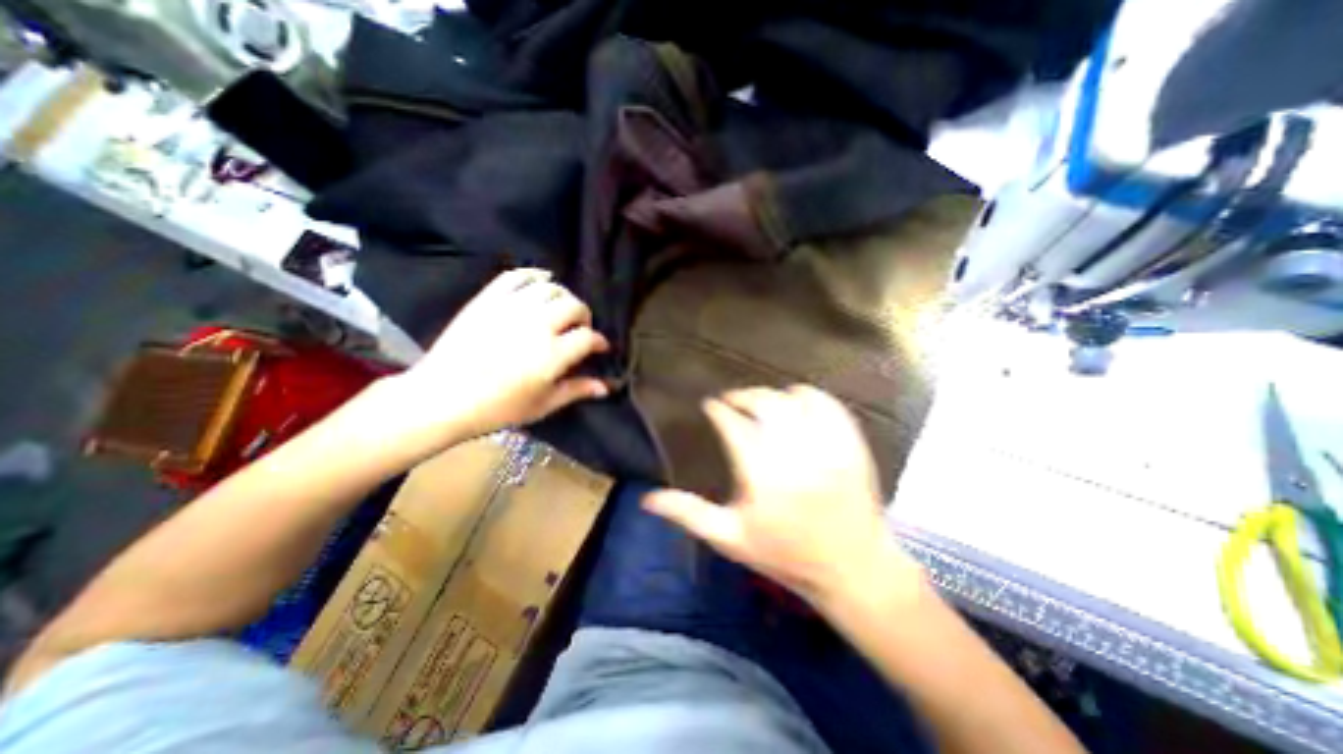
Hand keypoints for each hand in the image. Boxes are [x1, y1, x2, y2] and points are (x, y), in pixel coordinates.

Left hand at [385, 267, 611, 440]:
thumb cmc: (497, 408)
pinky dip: (534, 275)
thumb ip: (576, 390)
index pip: (588, 337)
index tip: (600, 347)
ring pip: (551, 288)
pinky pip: (517, 276)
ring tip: (560, 310)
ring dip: (563, 297)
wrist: (442, 397)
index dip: (599, 342)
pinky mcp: (488, 299)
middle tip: (580, 328)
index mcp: (552, 355)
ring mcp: (511, 308)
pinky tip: (541, 282)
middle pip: (574, 306)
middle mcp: (537, 325)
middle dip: (584, 316)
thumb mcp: (543, 405)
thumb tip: (606, 387)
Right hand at [643, 387, 924, 609]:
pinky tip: (798, 403)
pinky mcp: (852, 445)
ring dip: (774, 396)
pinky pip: (830, 405)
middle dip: (744, 396)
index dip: (718, 411)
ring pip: (795, 400)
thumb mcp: (731, 539)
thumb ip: (689, 514)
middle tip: (733, 401)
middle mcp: (795, 454)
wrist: (852, 569)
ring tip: (763, 403)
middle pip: (764, 404)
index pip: (733, 425)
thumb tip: (648, 499)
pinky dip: (811, 396)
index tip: (710, 407)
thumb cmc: (785, 555)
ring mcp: (827, 447)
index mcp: (761, 475)